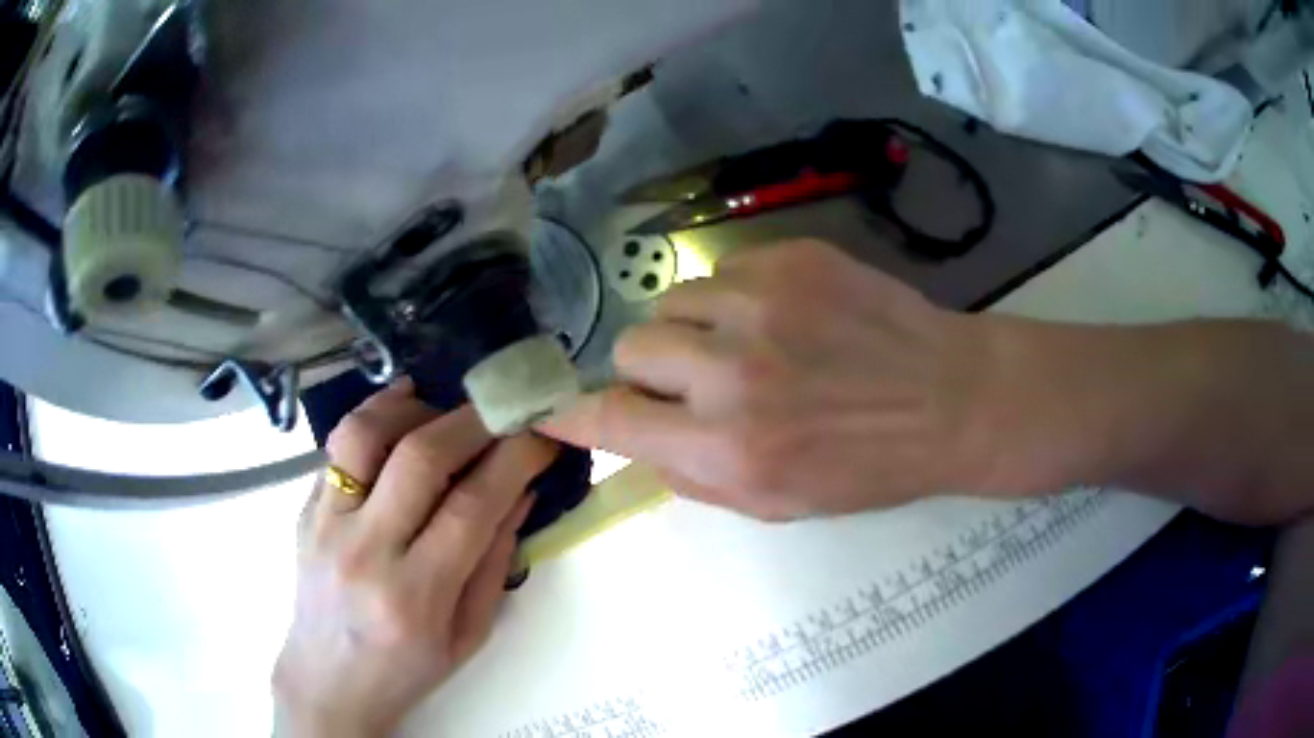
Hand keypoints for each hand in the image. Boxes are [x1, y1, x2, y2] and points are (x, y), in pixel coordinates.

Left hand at [274, 380, 555, 736]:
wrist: (329, 681)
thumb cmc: (406, 670)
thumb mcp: (468, 634)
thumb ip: (495, 562)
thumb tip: (521, 491)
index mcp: (415, 597)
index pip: (471, 508)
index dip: (514, 460)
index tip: (541, 434)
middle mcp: (364, 552)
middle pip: (419, 459)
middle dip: (472, 421)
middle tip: (503, 408)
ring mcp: (324, 525)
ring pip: (364, 434)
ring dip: (413, 406)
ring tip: (443, 406)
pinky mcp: (303, 510)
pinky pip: (336, 447)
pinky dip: (373, 418)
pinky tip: (400, 414)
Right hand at [540, 240, 995, 520]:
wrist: (950, 400)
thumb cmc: (869, 467)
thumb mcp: (777, 505)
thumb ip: (692, 477)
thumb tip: (635, 439)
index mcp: (728, 449)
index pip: (613, 421)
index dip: (573, 415)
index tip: (547, 408)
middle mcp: (732, 373)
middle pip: (632, 348)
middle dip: (651, 369)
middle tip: (694, 379)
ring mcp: (761, 304)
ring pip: (672, 302)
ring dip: (693, 329)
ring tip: (743, 343)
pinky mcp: (790, 259)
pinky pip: (722, 273)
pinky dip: (734, 299)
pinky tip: (783, 317)